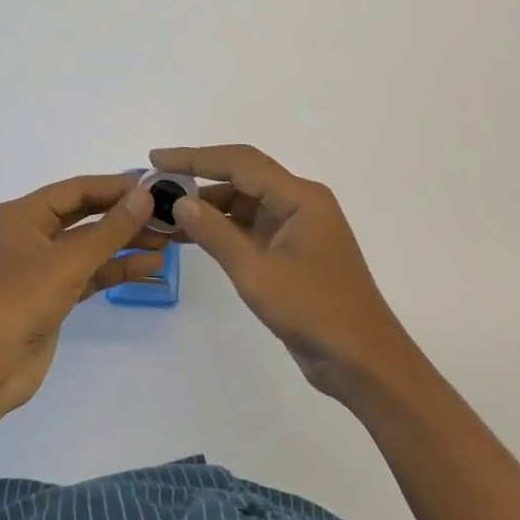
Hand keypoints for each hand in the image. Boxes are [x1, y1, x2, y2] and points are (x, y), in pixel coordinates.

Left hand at [0, 175, 166, 420]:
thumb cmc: (19, 301)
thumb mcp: (68, 260)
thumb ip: (111, 228)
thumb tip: (145, 195)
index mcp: (21, 215)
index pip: (75, 190)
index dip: (115, 186)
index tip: (153, 185)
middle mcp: (28, 235)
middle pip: (83, 216)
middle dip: (123, 216)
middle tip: (164, 213)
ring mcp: (39, 268)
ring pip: (89, 247)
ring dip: (124, 244)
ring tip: (166, 241)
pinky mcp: (51, 297)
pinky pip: (88, 274)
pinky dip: (115, 269)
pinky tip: (149, 266)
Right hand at [151, 145, 418, 401]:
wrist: (363, 362)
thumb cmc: (315, 312)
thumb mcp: (257, 274)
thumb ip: (216, 235)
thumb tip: (180, 202)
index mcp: (300, 197)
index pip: (240, 163)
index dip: (195, 157)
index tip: (157, 159)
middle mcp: (299, 203)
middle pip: (242, 176)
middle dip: (198, 176)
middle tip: (156, 181)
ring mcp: (296, 227)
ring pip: (244, 202)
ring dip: (208, 205)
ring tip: (165, 210)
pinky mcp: (291, 251)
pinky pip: (251, 227)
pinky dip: (222, 228)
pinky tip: (192, 234)